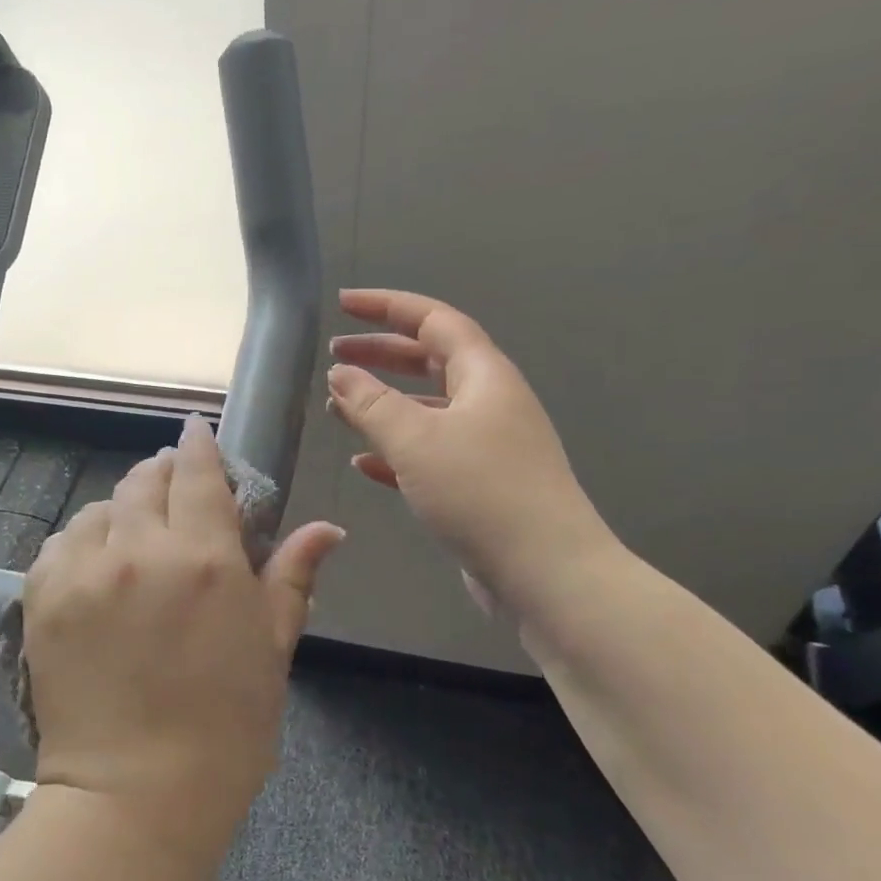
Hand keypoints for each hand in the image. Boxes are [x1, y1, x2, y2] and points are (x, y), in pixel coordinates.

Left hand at [22, 417, 344, 867]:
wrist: (133, 797)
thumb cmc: (224, 731)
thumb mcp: (270, 651)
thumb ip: (292, 577)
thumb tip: (327, 529)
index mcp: (206, 559)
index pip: (198, 472)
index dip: (198, 445)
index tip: (196, 432)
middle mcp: (141, 549)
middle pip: (146, 479)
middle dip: (163, 473)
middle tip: (173, 488)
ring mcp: (85, 570)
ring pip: (102, 507)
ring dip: (123, 510)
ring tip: (135, 534)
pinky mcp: (42, 596)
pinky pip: (62, 542)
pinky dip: (83, 541)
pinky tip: (97, 564)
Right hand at [327, 288, 614, 608]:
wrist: (547, 574)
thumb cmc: (480, 492)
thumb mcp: (416, 440)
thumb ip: (371, 402)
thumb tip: (340, 374)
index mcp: (484, 376)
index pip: (433, 320)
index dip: (386, 306)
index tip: (342, 305)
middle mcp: (489, 403)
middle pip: (429, 362)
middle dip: (380, 354)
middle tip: (334, 357)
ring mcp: (487, 446)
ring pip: (426, 410)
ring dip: (382, 405)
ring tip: (337, 408)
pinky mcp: (479, 486)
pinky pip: (429, 454)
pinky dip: (395, 451)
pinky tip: (363, 462)